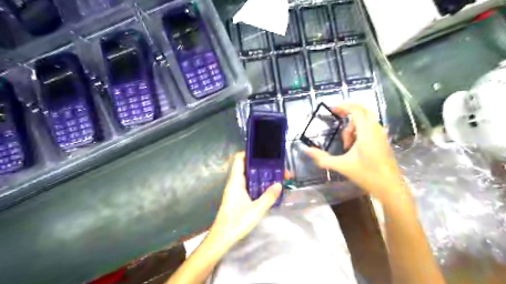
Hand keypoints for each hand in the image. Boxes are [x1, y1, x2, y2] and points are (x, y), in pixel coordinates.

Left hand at [208, 153, 283, 248]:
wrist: (222, 238)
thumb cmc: (236, 222)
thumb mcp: (256, 210)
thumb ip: (268, 197)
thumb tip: (279, 184)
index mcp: (236, 181)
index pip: (239, 159)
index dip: (249, 152)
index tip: (263, 152)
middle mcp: (235, 183)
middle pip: (248, 167)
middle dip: (262, 166)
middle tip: (277, 167)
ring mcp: (236, 190)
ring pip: (250, 177)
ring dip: (262, 176)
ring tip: (277, 176)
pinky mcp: (238, 198)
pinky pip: (250, 186)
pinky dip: (259, 184)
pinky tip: (269, 189)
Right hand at [304, 103, 406, 200]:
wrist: (390, 187)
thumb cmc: (366, 174)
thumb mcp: (341, 165)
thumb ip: (322, 158)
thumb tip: (306, 150)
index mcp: (366, 131)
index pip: (356, 109)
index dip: (343, 106)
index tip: (331, 109)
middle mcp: (376, 129)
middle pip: (362, 111)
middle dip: (348, 114)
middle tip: (337, 119)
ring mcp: (381, 135)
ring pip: (365, 120)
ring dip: (353, 126)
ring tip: (346, 144)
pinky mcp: (382, 141)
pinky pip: (370, 128)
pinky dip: (359, 132)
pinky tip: (354, 147)